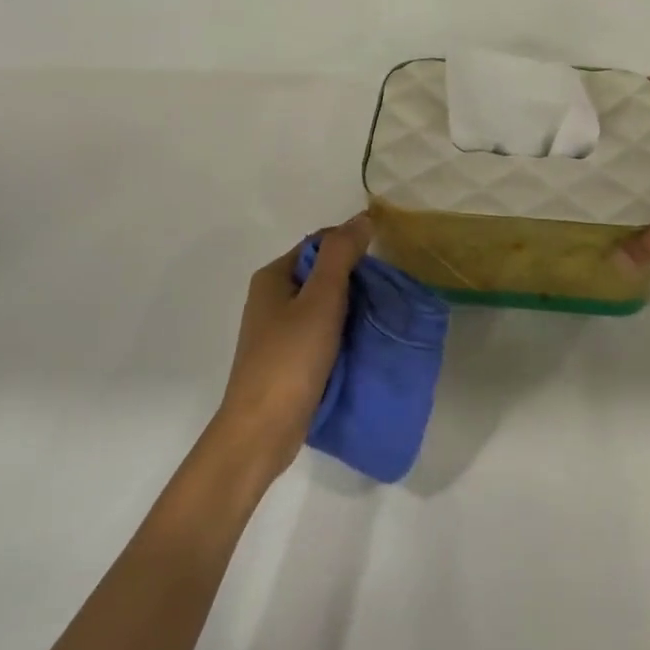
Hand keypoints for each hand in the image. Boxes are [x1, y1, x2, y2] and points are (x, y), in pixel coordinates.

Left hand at [214, 214, 372, 476]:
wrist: (262, 431)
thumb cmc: (290, 358)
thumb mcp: (321, 299)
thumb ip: (341, 255)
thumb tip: (363, 218)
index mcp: (273, 276)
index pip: (319, 243)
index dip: (351, 246)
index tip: (384, 265)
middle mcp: (272, 297)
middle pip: (322, 273)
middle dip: (356, 280)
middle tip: (388, 294)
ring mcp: (278, 331)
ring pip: (324, 305)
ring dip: (352, 308)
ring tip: (382, 318)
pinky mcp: (288, 359)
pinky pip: (322, 333)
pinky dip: (343, 333)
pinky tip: (364, 343)